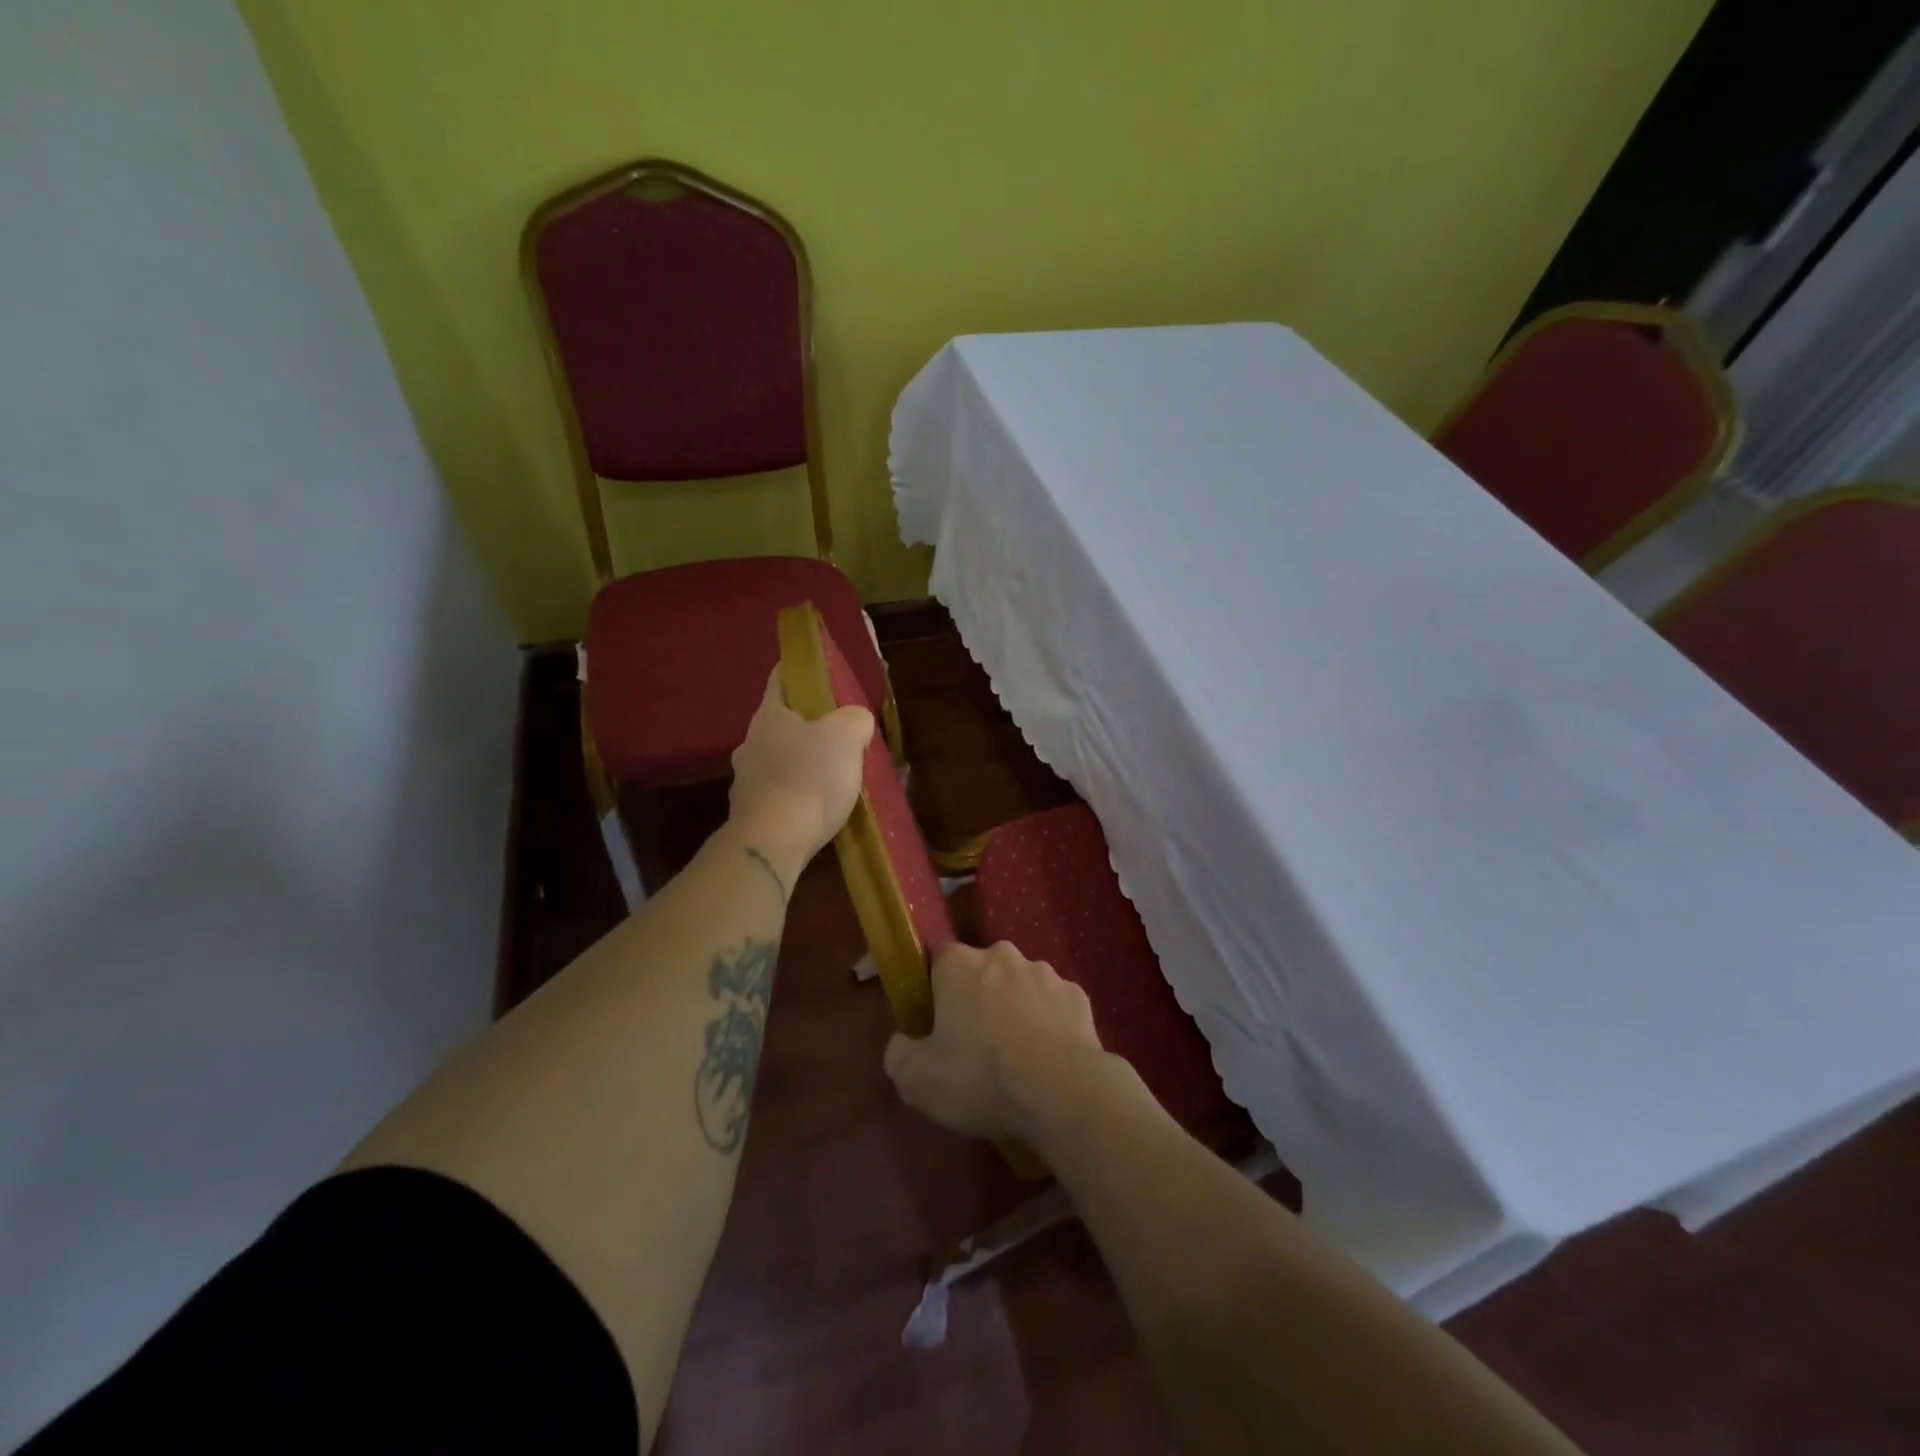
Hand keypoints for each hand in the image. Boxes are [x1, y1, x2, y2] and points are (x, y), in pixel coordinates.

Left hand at [729, 669, 873, 863]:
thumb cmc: (810, 777)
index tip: (817, 671)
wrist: (774, 841)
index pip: (780, 680)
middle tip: (839, 733)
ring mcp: (745, 781)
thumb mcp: (846, 736)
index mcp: (769, 716)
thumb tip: (855, 720)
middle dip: (808, 726)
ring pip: (779, 761)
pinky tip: (820, 808)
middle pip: (781, 724)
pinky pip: (780, 795)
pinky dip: (799, 796)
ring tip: (835, 776)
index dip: (798, 671)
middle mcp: (750, 744)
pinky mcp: (751, 814)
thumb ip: (854, 719)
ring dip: (803, 764)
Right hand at [884, 940, 1111, 1143]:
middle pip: (981, 971)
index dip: (933, 987)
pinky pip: (1053, 1006)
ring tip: (1016, 1056)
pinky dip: (1048, 1025)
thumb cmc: (980, 1077)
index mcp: (959, 964)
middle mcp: (1002, 955)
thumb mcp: (916, 1080)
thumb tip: (902, 1043)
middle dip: (976, 998)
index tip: (934, 1021)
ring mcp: (1045, 972)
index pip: (937, 958)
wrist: (1061, 1092)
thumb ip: (899, 1054)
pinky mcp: (1077, 995)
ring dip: (1014, 1009)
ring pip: (1019, 986)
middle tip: (973, 1044)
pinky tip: (1047, 1059)